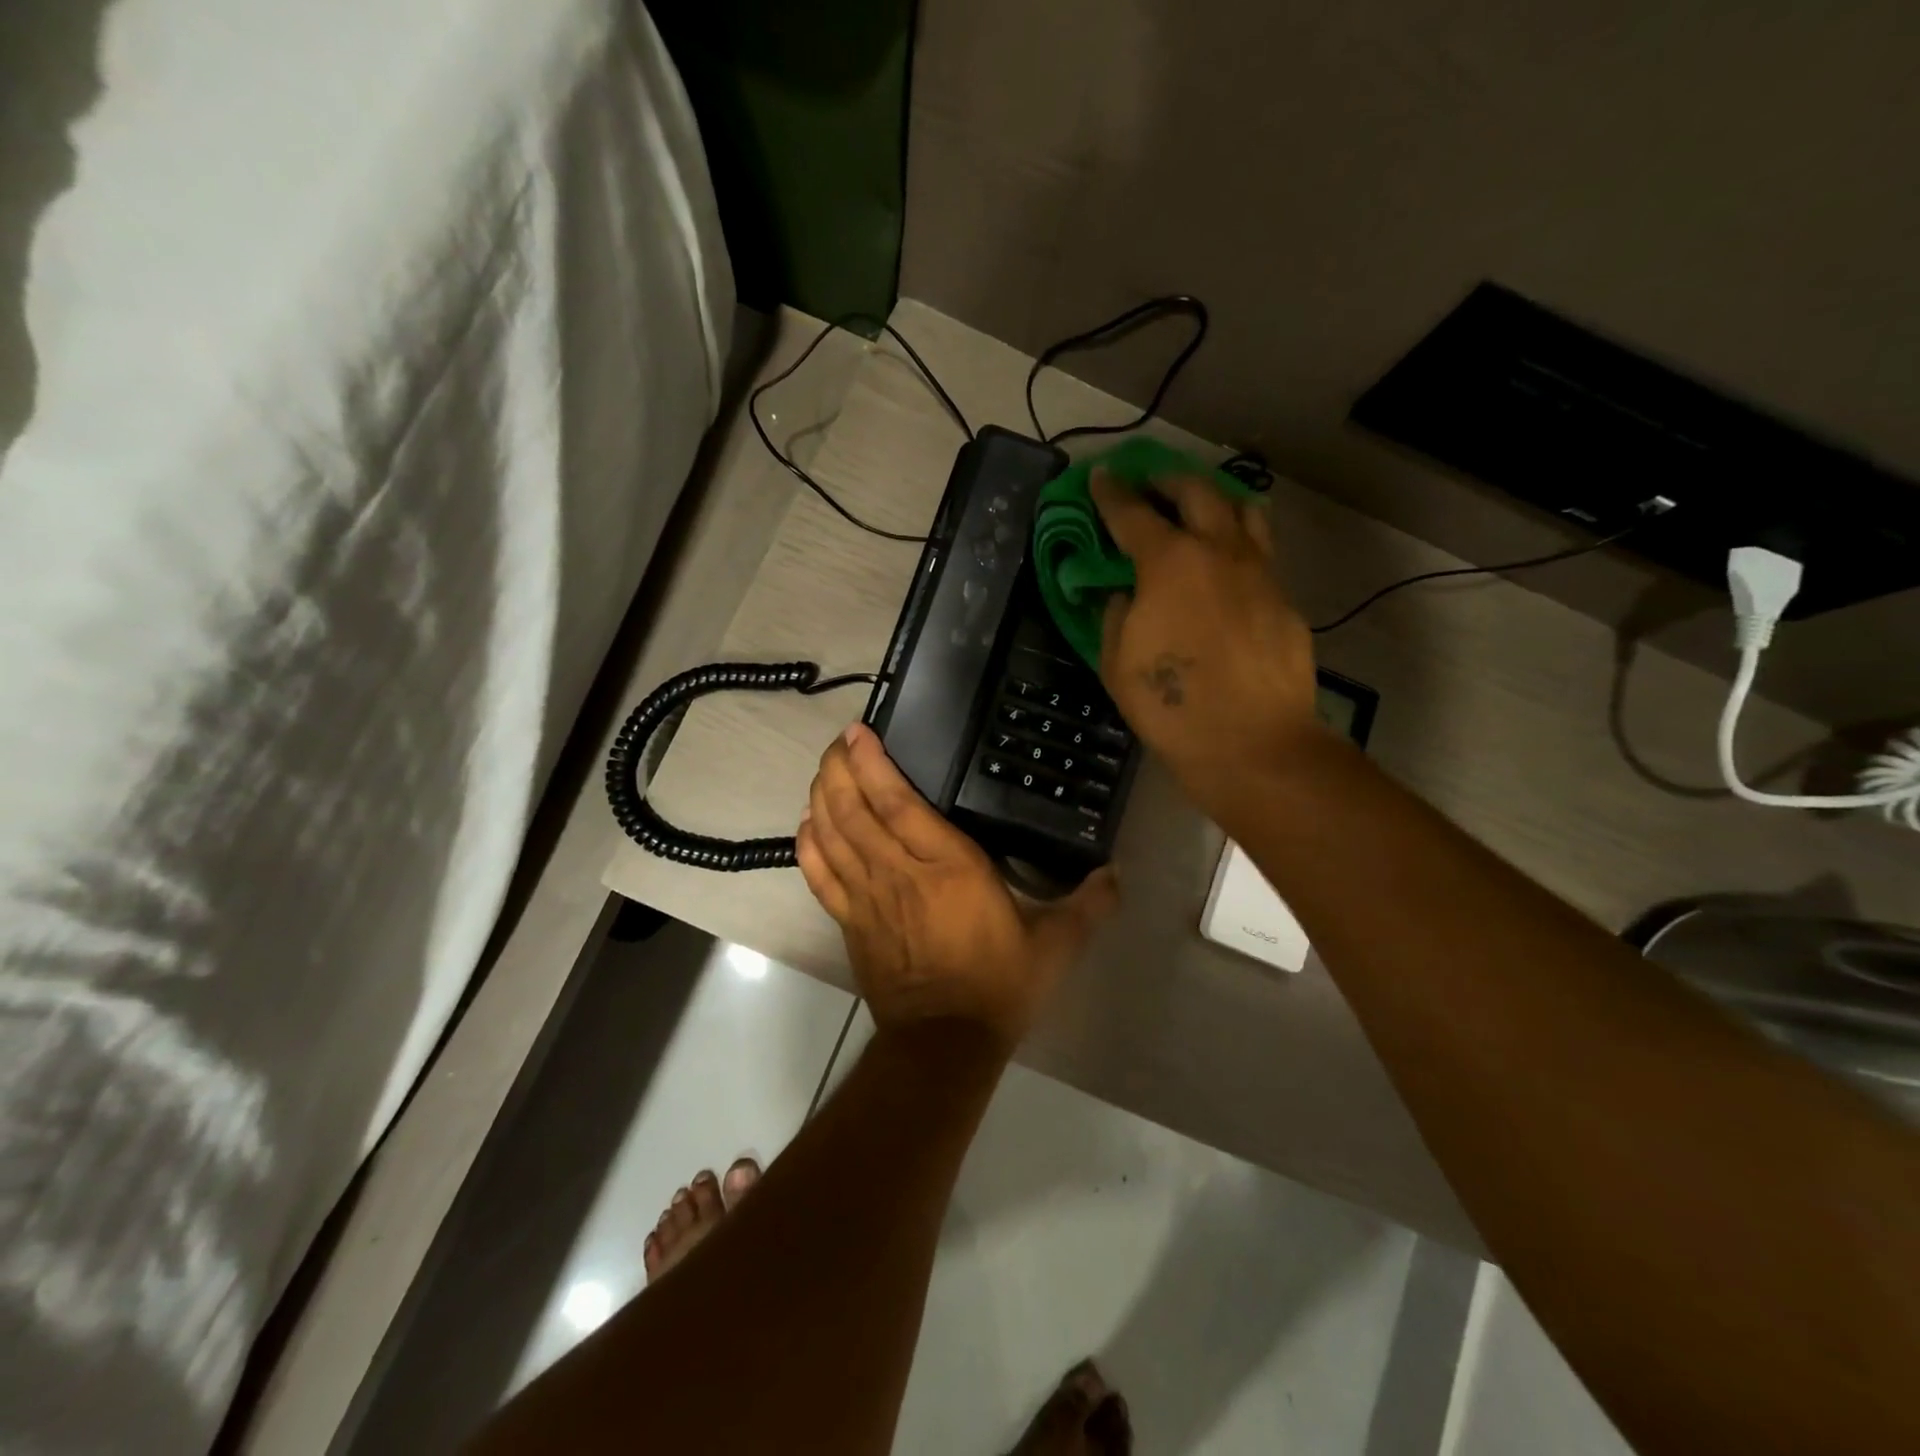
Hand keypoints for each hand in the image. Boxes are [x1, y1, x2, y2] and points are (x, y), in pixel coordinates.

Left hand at [796, 723, 1117, 1050]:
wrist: (946, 1044)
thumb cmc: (999, 985)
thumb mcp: (1056, 945)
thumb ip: (1088, 905)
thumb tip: (1118, 874)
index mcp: (948, 866)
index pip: (898, 802)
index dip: (873, 764)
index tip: (859, 734)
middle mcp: (900, 872)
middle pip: (854, 809)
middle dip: (839, 769)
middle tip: (838, 743)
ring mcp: (868, 898)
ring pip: (833, 836)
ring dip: (822, 797)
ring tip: (823, 771)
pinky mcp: (851, 923)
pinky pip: (820, 877)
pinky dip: (809, 846)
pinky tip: (807, 824)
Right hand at [1092, 469, 1326, 818]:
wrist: (1253, 744)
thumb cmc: (1172, 706)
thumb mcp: (1118, 663)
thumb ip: (1116, 616)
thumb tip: (1126, 595)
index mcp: (1170, 562)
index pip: (1133, 514)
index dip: (1112, 493)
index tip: (1101, 476)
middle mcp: (1220, 552)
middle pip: (1197, 492)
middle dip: (1169, 481)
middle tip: (1152, 485)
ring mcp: (1260, 573)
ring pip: (1244, 512)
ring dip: (1217, 500)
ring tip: (1201, 511)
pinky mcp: (1285, 601)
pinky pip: (1261, 555)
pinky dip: (1239, 547)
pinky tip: (1228, 573)